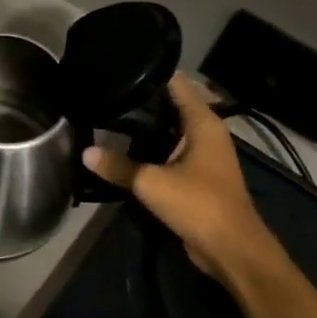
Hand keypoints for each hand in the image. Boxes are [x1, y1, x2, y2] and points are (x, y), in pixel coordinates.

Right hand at [83, 72, 279, 283]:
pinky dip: (151, 147)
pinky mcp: (197, 175)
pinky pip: (170, 151)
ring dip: (146, 126)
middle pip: (172, 105)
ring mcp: (204, 155)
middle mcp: (207, 133)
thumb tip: (85, 152)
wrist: (231, 250)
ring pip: (170, 130)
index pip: (178, 85)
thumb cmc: (198, 205)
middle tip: (106, 92)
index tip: (120, 67)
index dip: (152, 73)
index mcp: (204, 124)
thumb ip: (118, 166)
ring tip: (108, 115)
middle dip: (143, 100)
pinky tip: (124, 149)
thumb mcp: (151, 183)